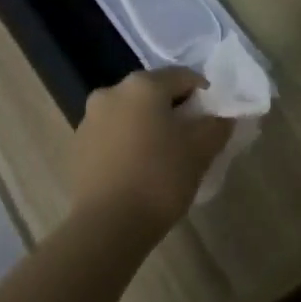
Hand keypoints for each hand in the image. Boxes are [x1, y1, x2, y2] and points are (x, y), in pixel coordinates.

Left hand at [71, 67, 230, 234]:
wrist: (108, 225)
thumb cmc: (160, 179)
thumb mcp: (201, 151)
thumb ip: (216, 125)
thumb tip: (222, 115)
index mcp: (142, 85)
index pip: (184, 77)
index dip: (204, 95)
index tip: (213, 121)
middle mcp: (111, 91)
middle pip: (153, 93)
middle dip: (174, 111)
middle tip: (191, 140)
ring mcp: (89, 118)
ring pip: (130, 114)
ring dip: (148, 126)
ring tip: (163, 158)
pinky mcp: (78, 144)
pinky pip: (112, 134)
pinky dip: (128, 143)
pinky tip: (138, 170)